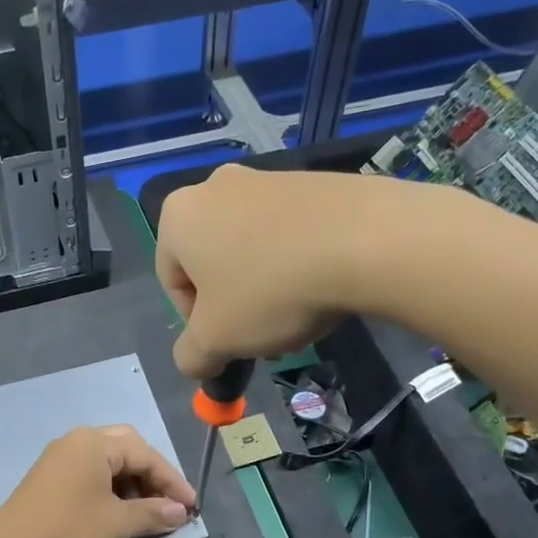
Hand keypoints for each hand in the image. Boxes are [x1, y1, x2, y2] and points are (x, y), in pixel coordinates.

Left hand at [0, 425, 194, 537]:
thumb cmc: (69, 531)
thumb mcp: (117, 524)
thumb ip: (153, 514)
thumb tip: (180, 512)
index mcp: (95, 442)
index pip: (146, 454)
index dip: (173, 481)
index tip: (192, 507)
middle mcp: (76, 441)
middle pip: (127, 450)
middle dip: (152, 477)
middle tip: (169, 504)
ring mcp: (59, 458)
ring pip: (108, 464)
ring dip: (132, 485)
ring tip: (147, 514)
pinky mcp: (48, 479)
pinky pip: (90, 475)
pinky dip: (110, 491)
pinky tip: (117, 514)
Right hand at [155, 163, 407, 378]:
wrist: (366, 240)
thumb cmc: (271, 291)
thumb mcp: (217, 340)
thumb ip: (191, 356)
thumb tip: (193, 360)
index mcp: (178, 217)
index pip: (171, 282)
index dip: (196, 323)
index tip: (229, 342)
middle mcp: (214, 186)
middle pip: (211, 263)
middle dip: (233, 303)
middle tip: (262, 331)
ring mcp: (265, 177)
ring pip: (251, 248)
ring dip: (265, 285)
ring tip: (297, 310)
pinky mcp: (310, 181)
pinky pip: (288, 231)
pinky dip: (295, 260)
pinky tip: (321, 284)